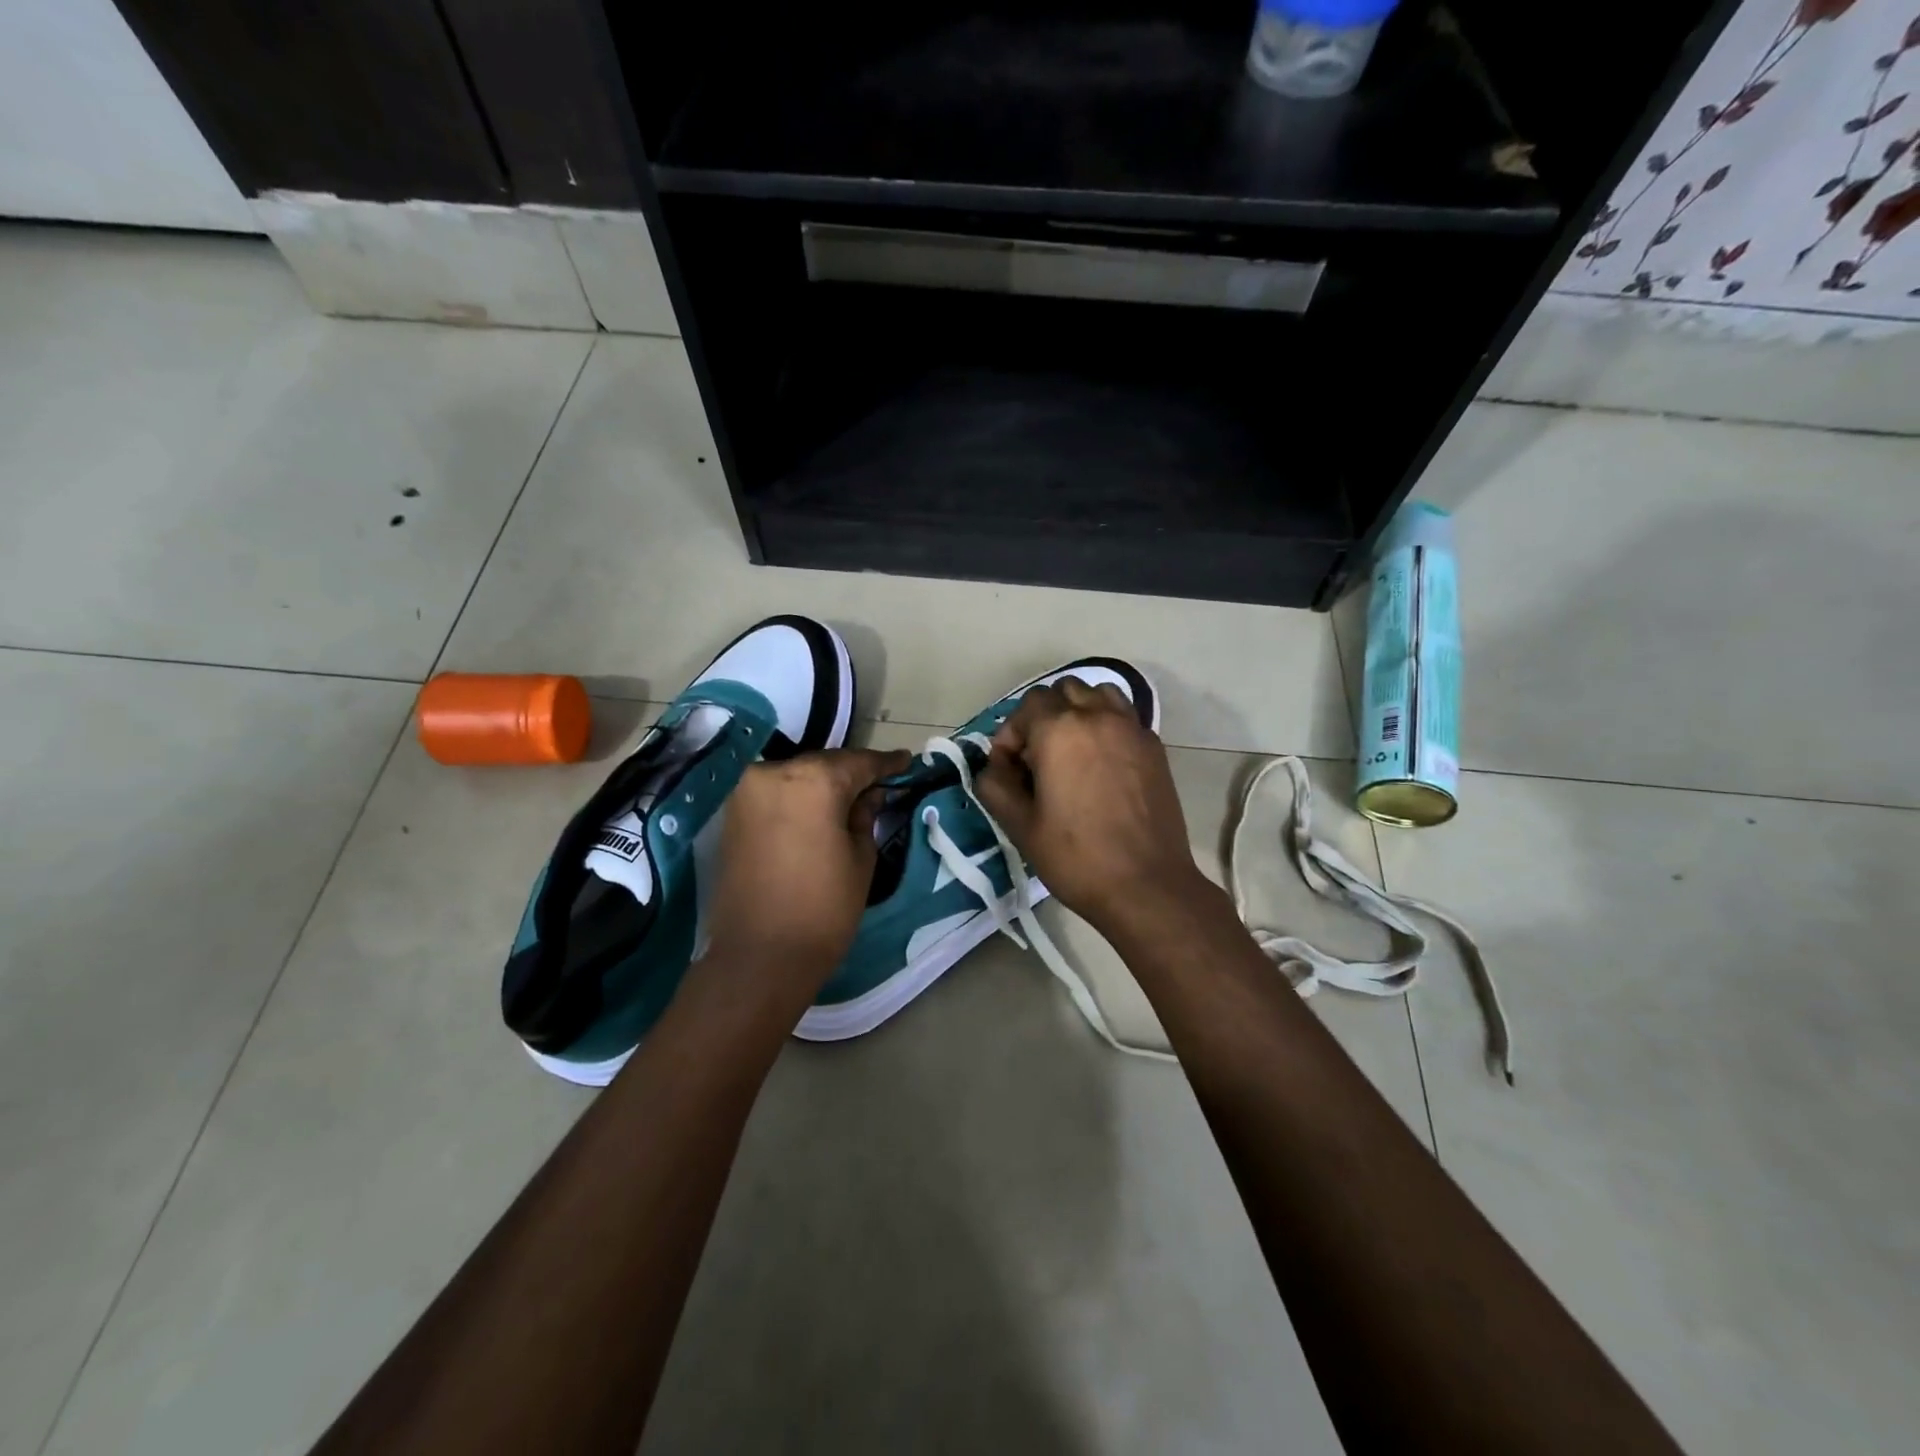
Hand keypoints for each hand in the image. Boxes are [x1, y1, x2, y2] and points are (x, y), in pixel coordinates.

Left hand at [700, 748, 910, 995]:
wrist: (759, 957)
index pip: (858, 763)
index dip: (886, 763)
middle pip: (824, 764)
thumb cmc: (823, 909)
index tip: (906, 760)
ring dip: (823, 783)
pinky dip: (798, 796)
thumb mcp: (860, 859)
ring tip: (851, 796)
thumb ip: (865, 816)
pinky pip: (775, 793)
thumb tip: (870, 795)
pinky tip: (818, 809)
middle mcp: (775, 773)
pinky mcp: (732, 813)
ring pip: (797, 776)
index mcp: (814, 781)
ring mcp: (747, 792)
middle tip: (880, 781)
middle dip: (852, 772)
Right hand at [975, 679, 1210, 941]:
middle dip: (1043, 716)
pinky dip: (1107, 724)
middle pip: (1063, 692)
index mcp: (1059, 731)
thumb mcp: (1019, 825)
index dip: (1011, 734)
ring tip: (1071, 750)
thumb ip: (995, 784)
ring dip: (1078, 712)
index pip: (1027, 706)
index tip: (1010, 768)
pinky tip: (1101, 763)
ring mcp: (1132, 728)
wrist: (1146, 885)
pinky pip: (1124, 716)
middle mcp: (1098, 716)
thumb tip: (994, 764)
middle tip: (1038, 758)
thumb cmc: (1076, 857)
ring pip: (1098, 694)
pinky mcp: (1155, 747)